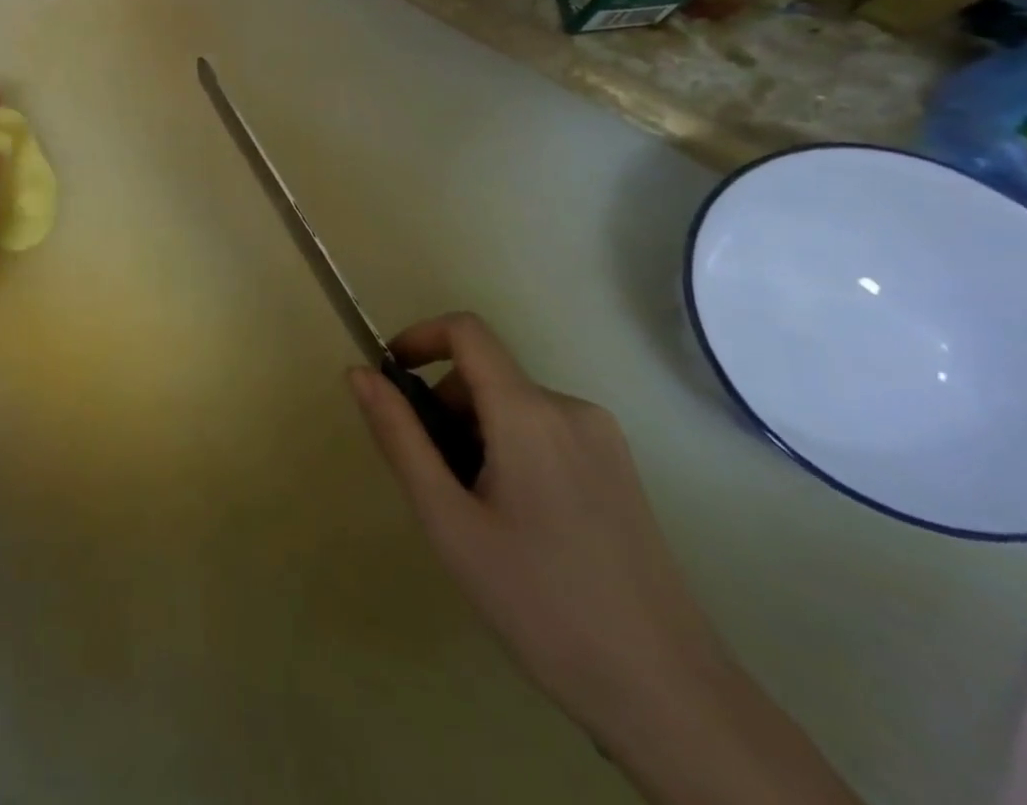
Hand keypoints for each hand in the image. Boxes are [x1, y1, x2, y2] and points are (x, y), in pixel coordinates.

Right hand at [347, 313, 726, 754]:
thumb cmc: (540, 602)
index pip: (466, 331)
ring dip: (476, 435)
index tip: (390, 380)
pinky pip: (545, 432)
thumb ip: (399, 436)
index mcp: (529, 413)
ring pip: (513, 407)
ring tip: (478, 514)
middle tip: (434, 481)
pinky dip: (511, 451)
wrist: (668, 696)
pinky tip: (519, 525)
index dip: (418, 338)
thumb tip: (359, 372)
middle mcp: (571, 409)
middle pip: (485, 375)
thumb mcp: (448, 519)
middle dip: (445, 409)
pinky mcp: (621, 470)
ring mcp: (603, 439)